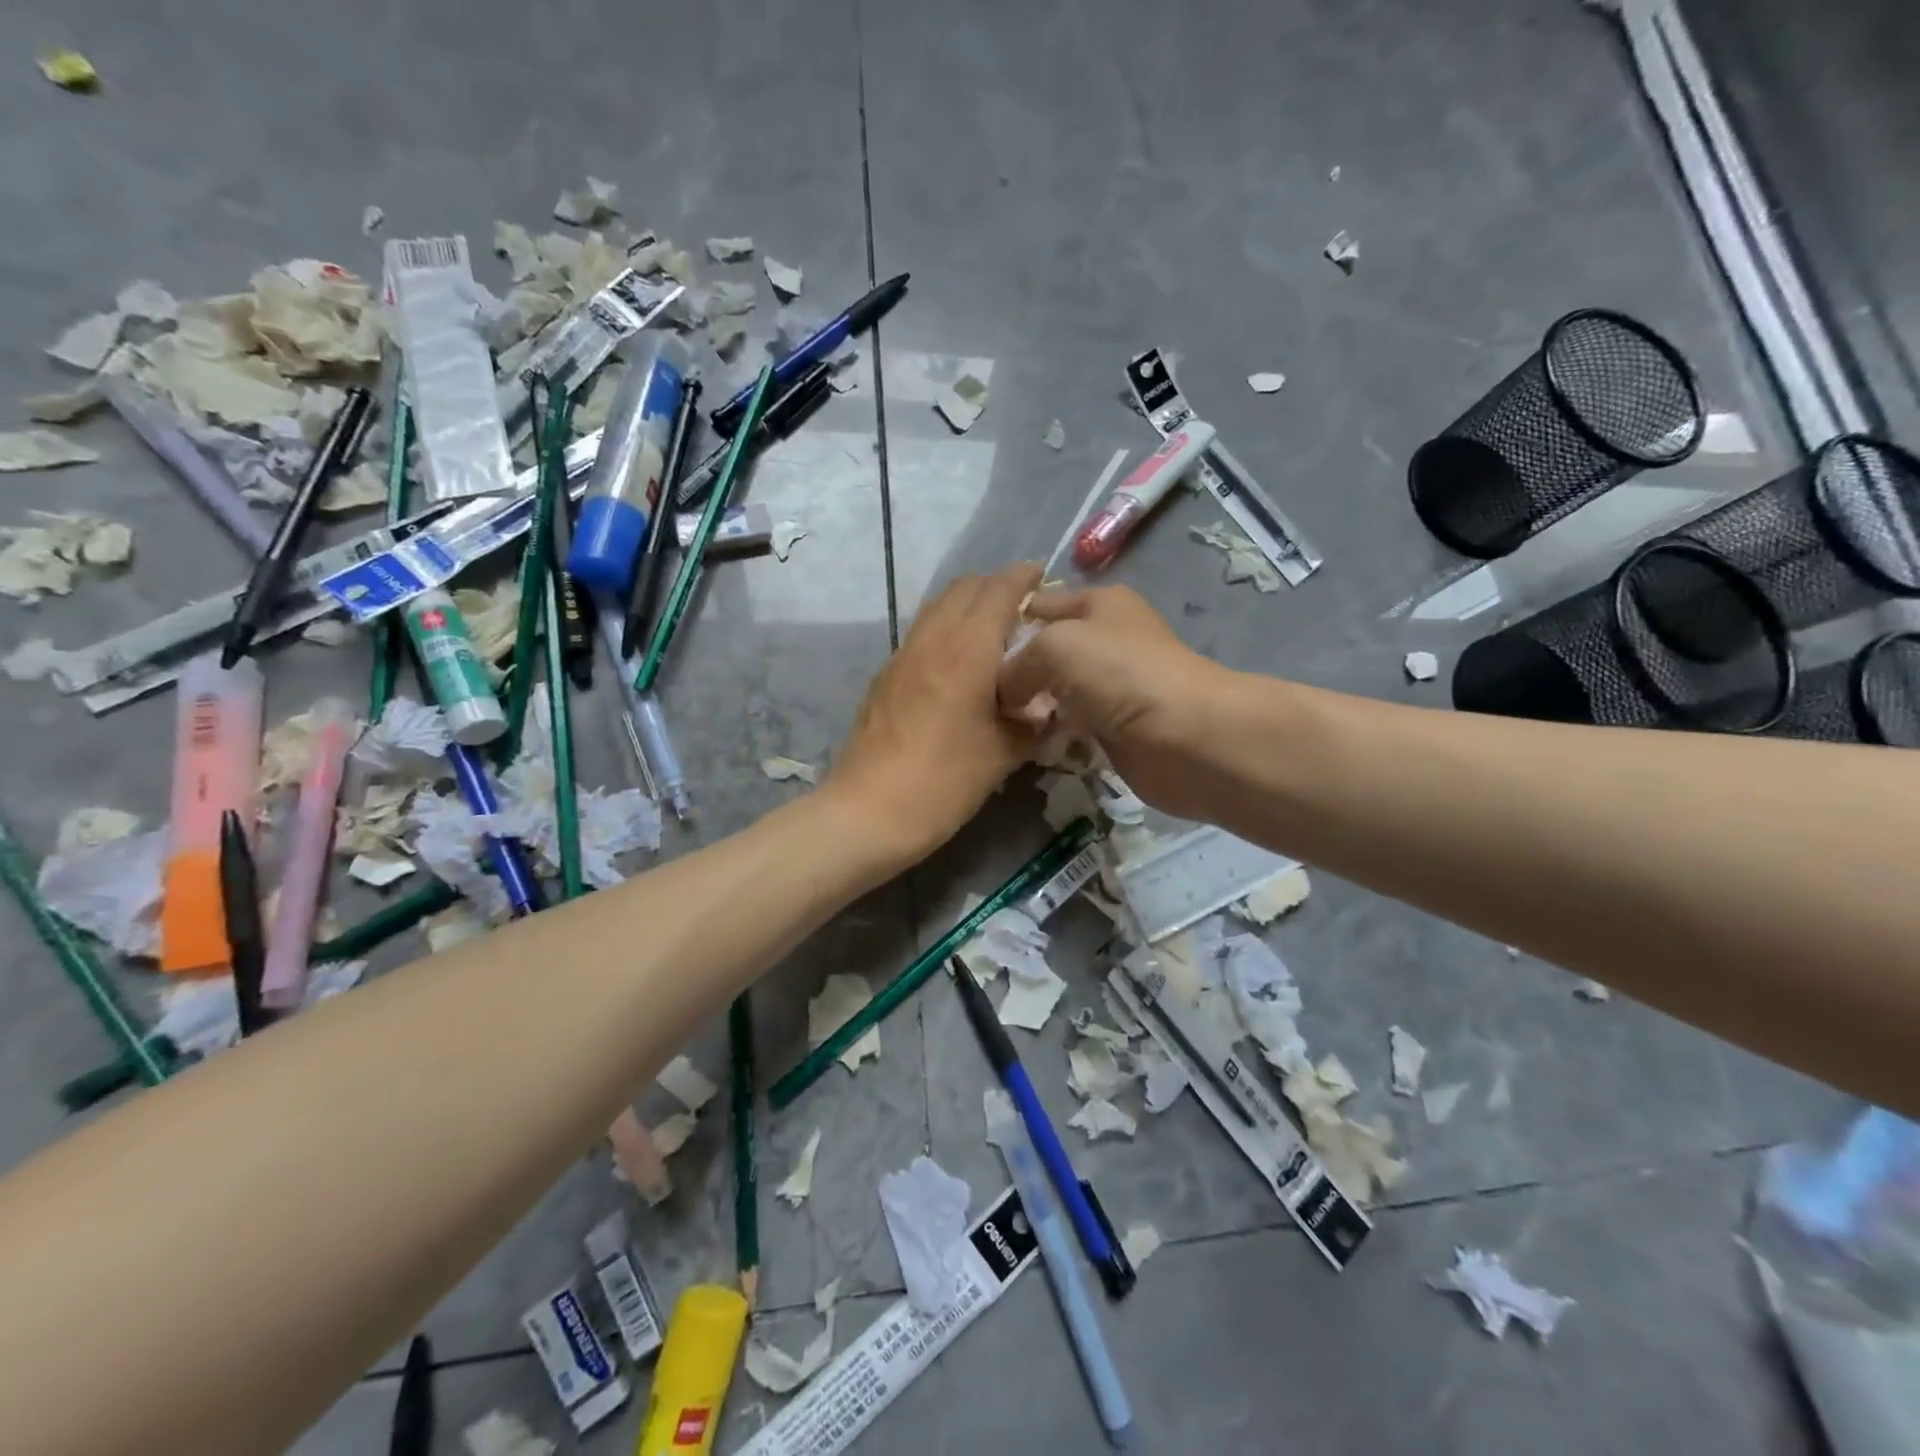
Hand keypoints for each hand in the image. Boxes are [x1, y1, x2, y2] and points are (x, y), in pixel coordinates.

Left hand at [827, 563, 1042, 865]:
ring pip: (938, 608)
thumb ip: (1032, 724)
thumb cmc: (943, 782)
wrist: (868, 812)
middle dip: (996, 586)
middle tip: (1024, 607)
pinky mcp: (885, 677)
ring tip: (994, 631)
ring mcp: (902, 655)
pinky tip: (959, 664)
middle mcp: (932, 639)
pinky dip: (947, 630)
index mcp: (967, 650)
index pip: (999, 590)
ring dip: (968, 605)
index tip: (1044, 575)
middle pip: (964, 588)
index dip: (1024, 576)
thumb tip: (1050, 713)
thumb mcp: (1003, 755)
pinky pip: (922, 634)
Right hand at [996, 584, 1230, 820]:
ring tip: (997, 723)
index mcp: (1098, 603)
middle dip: (1012, 672)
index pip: (1036, 604)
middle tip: (975, 695)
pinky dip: (1051, 734)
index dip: (1002, 623)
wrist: (1187, 736)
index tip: (965, 651)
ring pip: (1055, 691)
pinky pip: (1071, 725)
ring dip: (1031, 707)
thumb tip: (1004, 694)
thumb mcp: (1054, 647)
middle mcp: (1105, 639)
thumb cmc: (1120, 675)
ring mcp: (1111, 686)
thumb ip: (1015, 663)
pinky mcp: (1115, 727)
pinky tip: (1029, 744)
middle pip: (1043, 651)